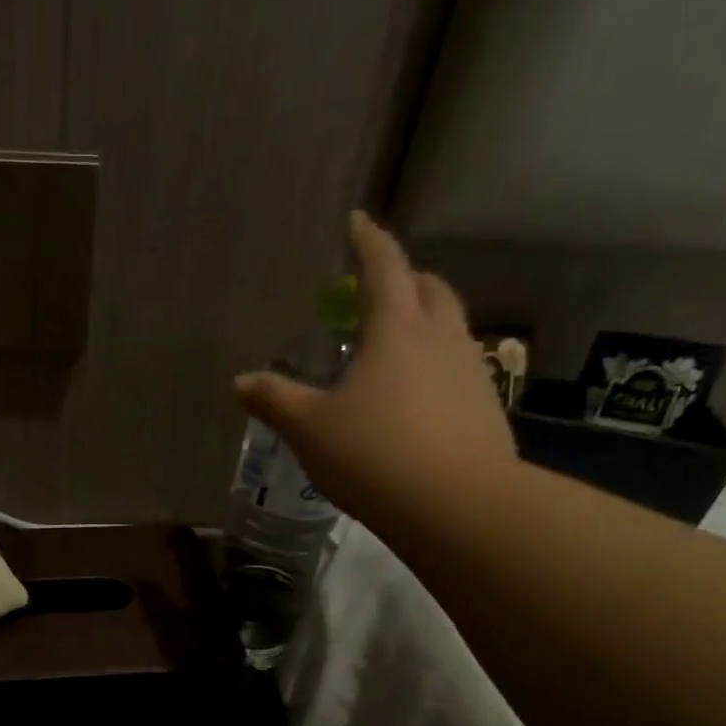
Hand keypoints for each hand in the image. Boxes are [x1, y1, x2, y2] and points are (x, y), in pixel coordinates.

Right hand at [235, 211, 516, 521]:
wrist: (454, 504)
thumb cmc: (373, 455)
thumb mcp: (310, 430)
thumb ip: (276, 401)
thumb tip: (240, 381)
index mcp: (396, 328)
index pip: (384, 267)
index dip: (368, 241)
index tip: (358, 222)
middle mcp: (440, 336)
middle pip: (428, 289)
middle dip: (404, 279)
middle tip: (379, 288)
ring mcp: (470, 370)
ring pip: (450, 327)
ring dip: (426, 321)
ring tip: (400, 344)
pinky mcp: (485, 407)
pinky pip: (460, 368)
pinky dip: (438, 366)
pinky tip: (421, 397)